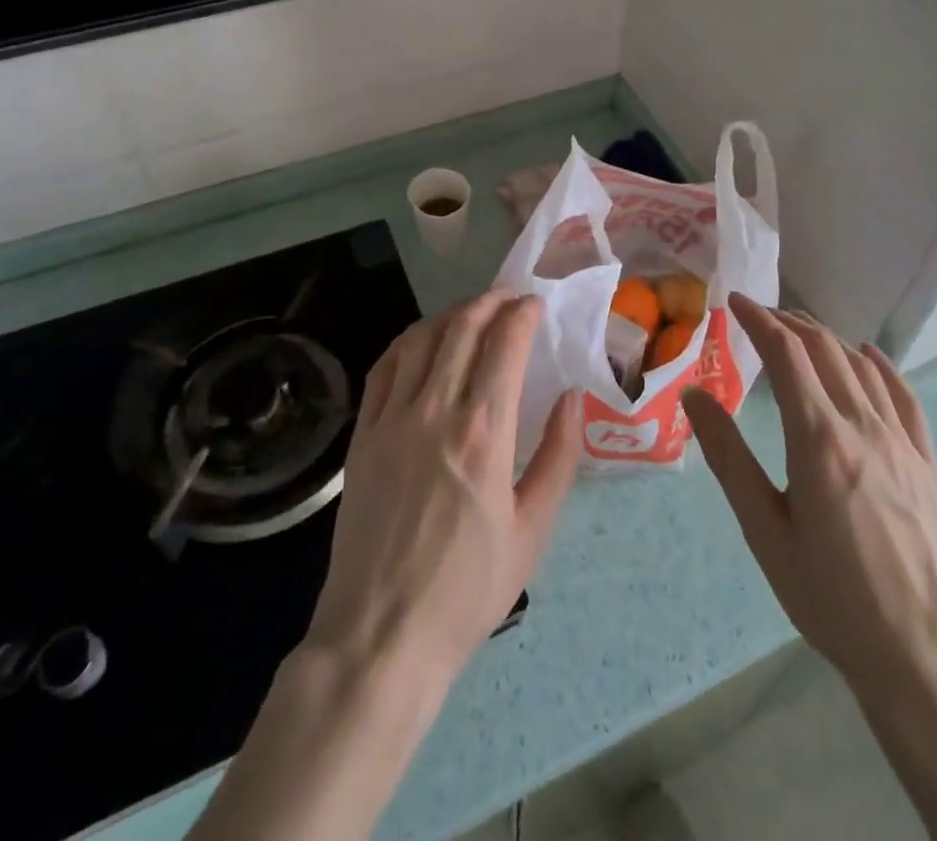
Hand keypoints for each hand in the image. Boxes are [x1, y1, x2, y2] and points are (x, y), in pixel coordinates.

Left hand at [193, 295, 581, 840]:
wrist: (382, 635)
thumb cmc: (467, 590)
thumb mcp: (533, 531)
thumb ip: (558, 456)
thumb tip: (574, 398)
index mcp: (483, 433)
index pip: (504, 344)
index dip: (523, 314)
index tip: (537, 305)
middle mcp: (435, 411)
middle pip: (462, 328)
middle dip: (491, 302)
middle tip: (511, 300)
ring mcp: (392, 419)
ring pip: (422, 338)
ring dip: (452, 315)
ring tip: (473, 314)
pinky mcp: (363, 434)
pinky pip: (385, 367)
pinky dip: (410, 341)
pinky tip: (424, 342)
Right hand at [682, 295, 936, 840]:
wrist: (923, 657)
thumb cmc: (830, 596)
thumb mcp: (764, 530)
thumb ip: (728, 456)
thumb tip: (694, 394)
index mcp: (819, 438)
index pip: (786, 353)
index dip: (758, 319)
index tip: (734, 301)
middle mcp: (863, 425)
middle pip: (824, 348)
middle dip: (787, 321)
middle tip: (758, 315)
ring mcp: (901, 441)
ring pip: (861, 366)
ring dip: (825, 337)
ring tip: (798, 331)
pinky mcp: (926, 462)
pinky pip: (904, 395)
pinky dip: (880, 366)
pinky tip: (868, 356)